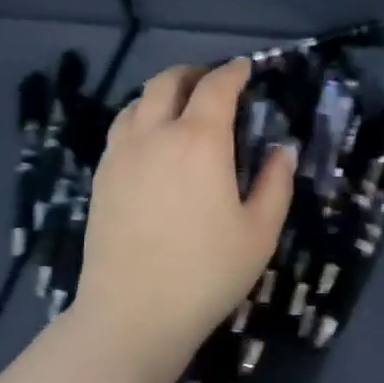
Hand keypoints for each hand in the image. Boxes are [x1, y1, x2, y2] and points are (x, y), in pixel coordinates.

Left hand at [73, 59, 295, 355]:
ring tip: (180, 108)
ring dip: (163, 93)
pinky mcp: (101, 176)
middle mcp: (155, 134)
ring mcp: (121, 154)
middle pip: (168, 81)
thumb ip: (276, 183)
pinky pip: (120, 128)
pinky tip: (151, 140)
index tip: (245, 69)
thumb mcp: (260, 232)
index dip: (233, 72)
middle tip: (213, 83)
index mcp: (199, 141)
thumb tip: (283, 150)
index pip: (216, 87)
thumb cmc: (206, 273)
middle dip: (194, 73)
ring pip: (138, 101)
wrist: (133, 313)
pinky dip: (140, 117)